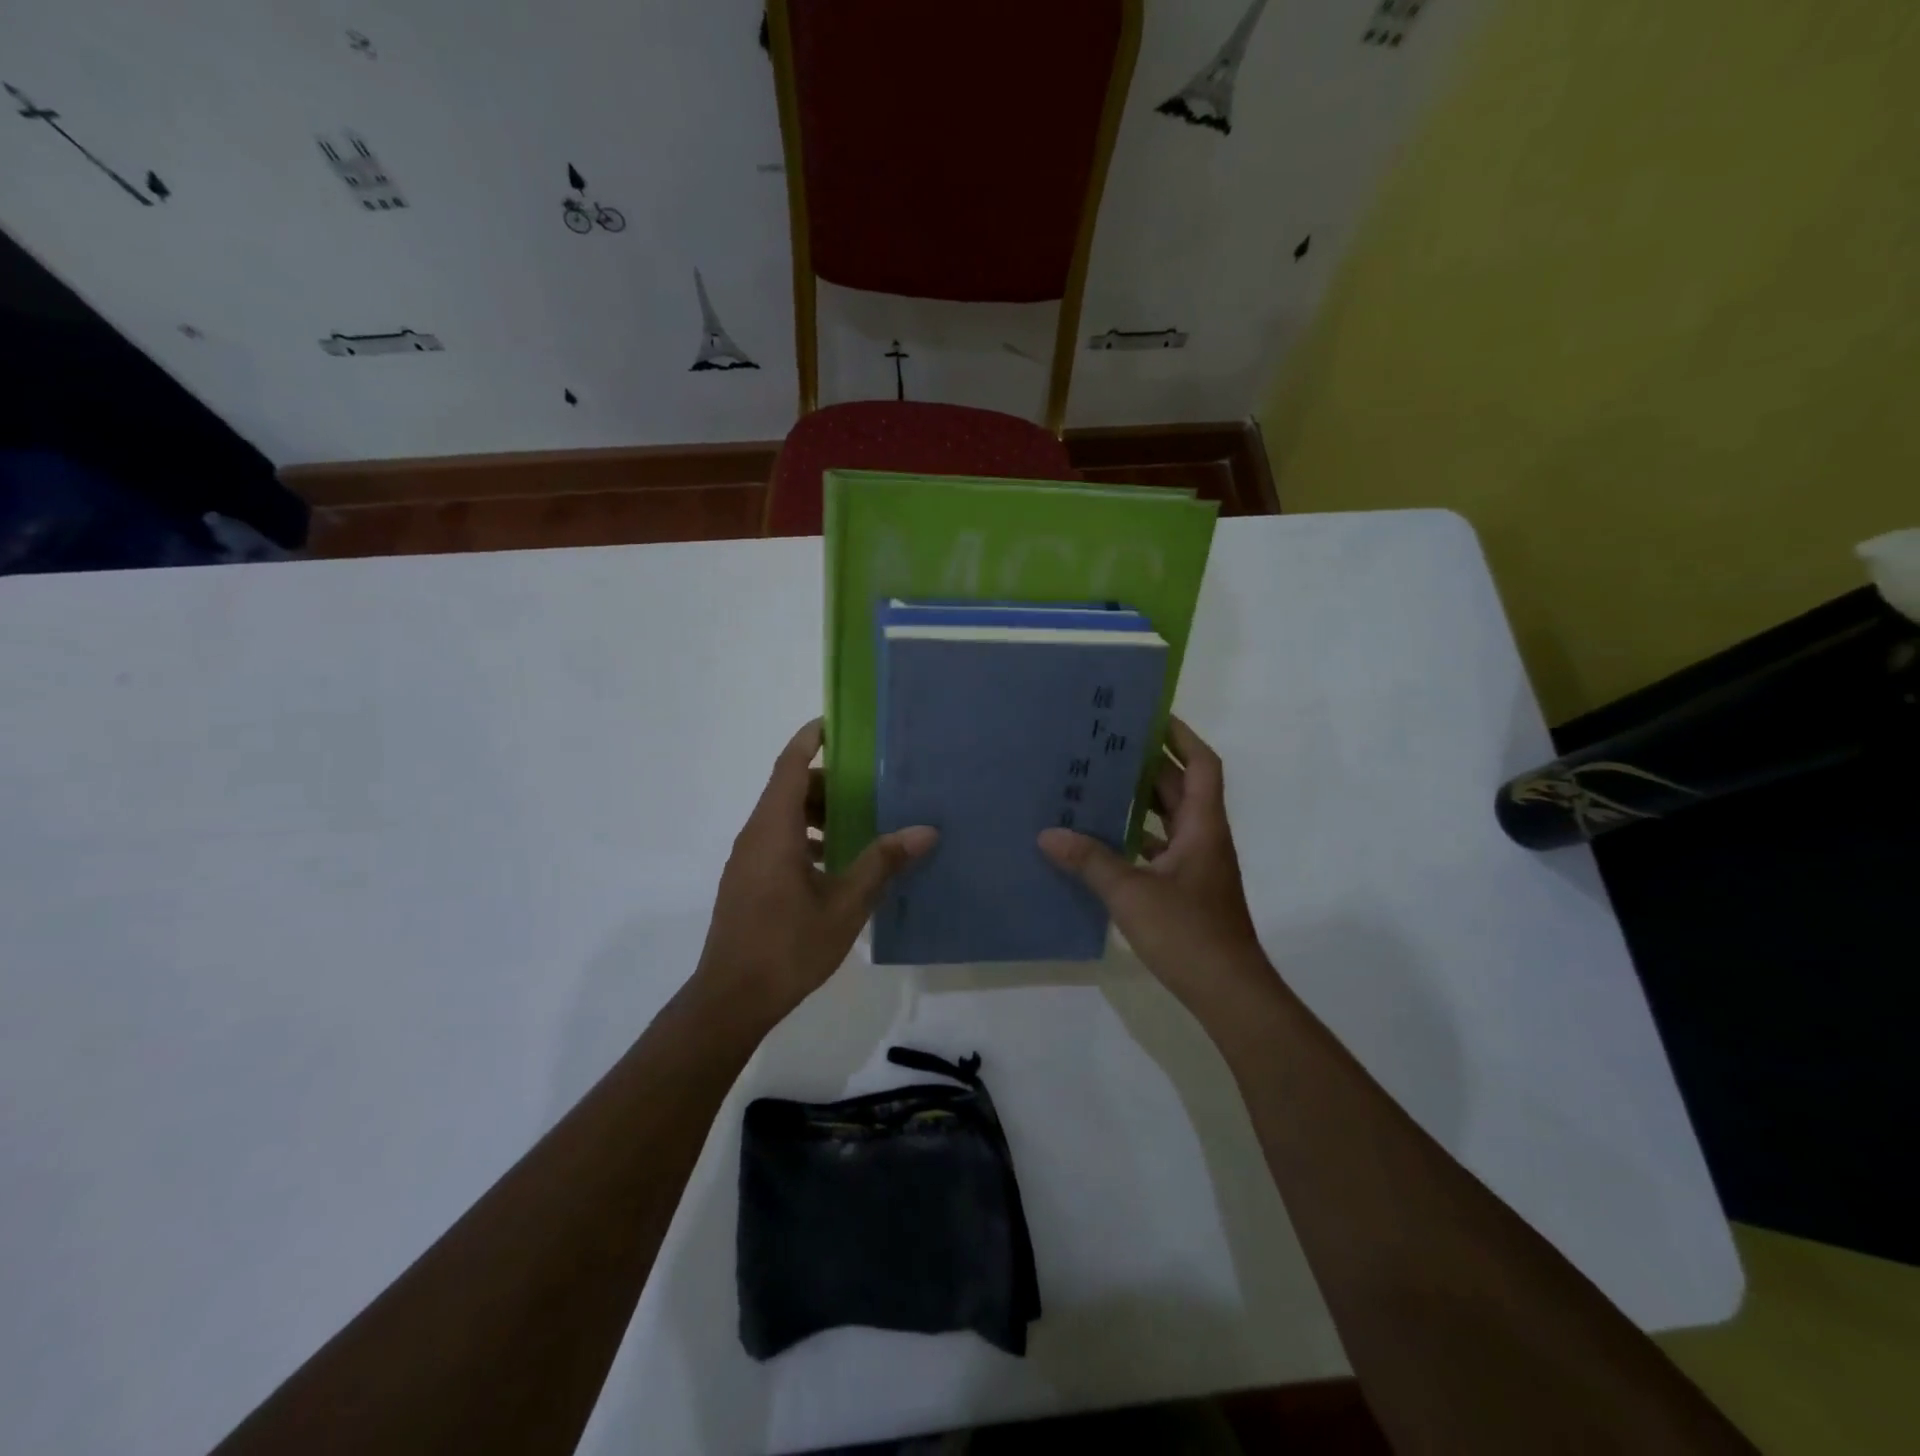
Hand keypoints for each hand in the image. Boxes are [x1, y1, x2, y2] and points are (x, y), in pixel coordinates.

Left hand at [694, 719, 936, 1020]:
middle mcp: (755, 836)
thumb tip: (925, 831)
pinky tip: (837, 864)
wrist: (731, 1000)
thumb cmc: (788, 946)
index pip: (789, 765)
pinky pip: (777, 841)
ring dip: (817, 813)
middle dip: (826, 781)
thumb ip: (882, 863)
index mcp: (774, 830)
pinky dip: (806, 837)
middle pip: (788, 789)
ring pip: (782, 817)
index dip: (810, 739)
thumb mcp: (845, 905)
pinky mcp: (747, 882)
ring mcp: (747, 861)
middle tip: (870, 784)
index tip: (837, 723)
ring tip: (860, 825)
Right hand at [1039, 717, 1270, 1011]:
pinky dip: (1137, 838)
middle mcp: (1204, 837)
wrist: (1228, 991)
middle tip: (1106, 746)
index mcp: (1202, 826)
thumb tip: (1048, 834)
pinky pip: (1160, 848)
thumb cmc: (1188, 933)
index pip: (1201, 765)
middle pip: (1180, 787)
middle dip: (1148, 764)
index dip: (1181, 736)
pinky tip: (1104, 841)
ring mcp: (1197, 865)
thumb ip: (1090, 861)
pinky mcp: (1187, 889)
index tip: (1150, 716)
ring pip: (1170, 818)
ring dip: (1142, 801)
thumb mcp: (1131, 893)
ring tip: (1098, 784)